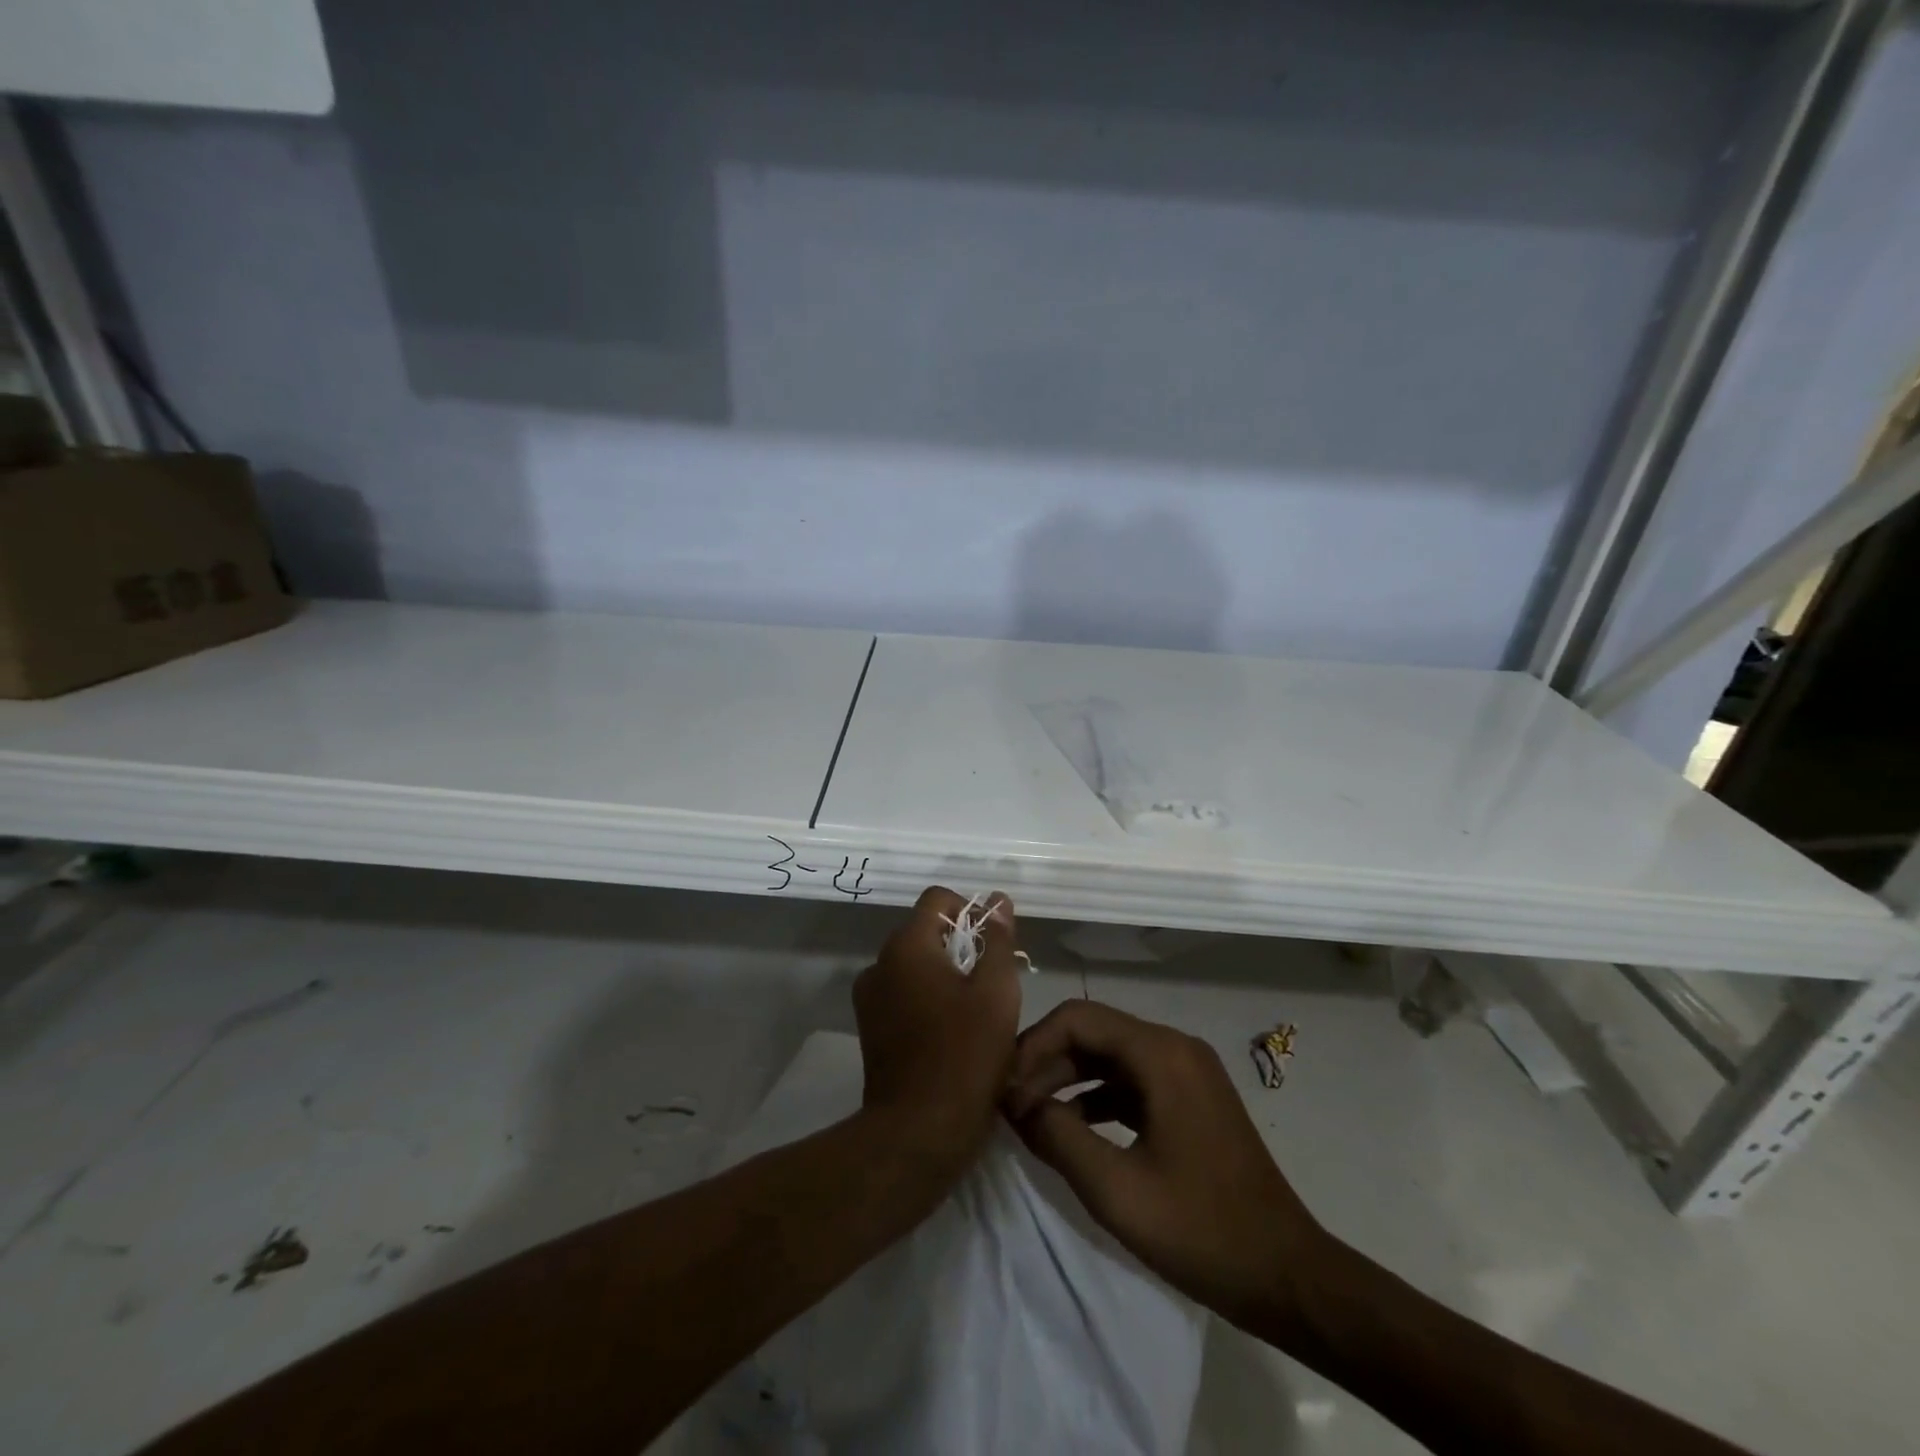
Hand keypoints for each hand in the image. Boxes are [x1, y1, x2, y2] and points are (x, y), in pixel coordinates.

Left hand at [853, 886, 1023, 1171]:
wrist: (918, 1133)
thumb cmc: (965, 1056)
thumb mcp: (997, 993)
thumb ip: (998, 940)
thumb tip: (997, 901)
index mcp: (906, 946)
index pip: (937, 900)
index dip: (970, 910)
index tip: (995, 942)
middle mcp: (879, 964)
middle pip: (924, 932)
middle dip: (961, 945)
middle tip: (994, 980)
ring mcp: (870, 998)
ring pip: (914, 965)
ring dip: (944, 974)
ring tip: (976, 1009)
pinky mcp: (870, 1028)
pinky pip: (903, 994)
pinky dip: (927, 999)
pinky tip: (952, 1030)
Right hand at [1005, 1000, 1332, 1335]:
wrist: (1288, 1276)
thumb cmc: (1201, 1230)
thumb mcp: (1116, 1189)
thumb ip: (1057, 1137)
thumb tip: (1015, 1104)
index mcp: (1160, 1053)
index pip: (1077, 1018)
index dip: (1033, 1045)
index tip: (1003, 1087)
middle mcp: (1174, 1047)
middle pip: (1093, 1032)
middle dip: (1046, 1062)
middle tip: (1009, 1104)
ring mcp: (1186, 1072)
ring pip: (1110, 1056)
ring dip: (1067, 1079)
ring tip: (1030, 1116)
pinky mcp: (1190, 1098)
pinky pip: (1131, 1080)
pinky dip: (1096, 1096)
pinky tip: (1070, 1128)